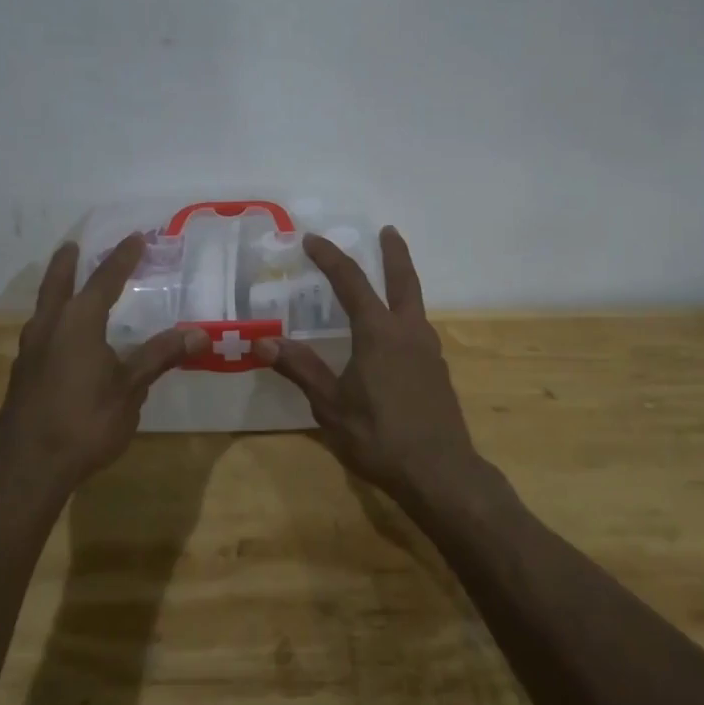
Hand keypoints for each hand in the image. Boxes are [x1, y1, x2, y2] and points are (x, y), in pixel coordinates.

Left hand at [0, 235, 208, 492]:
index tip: (136, 238)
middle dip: (67, 264)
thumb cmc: (85, 421)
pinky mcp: (22, 374)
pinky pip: (40, 332)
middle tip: (73, 246)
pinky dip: (53, 319)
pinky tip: (62, 338)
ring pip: (44, 308)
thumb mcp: (130, 389)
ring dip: (56, 291)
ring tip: (67, 288)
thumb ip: (160, 357)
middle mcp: (49, 327)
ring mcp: (30, 350)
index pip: (104, 280)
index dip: (122, 259)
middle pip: (58, 284)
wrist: (28, 466)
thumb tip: (200, 333)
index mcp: (78, 322)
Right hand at [256, 226, 482, 500]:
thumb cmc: (379, 437)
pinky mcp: (437, 371)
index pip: (351, 282)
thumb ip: (300, 369)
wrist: (441, 473)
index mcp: (379, 332)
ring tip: (387, 280)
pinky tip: (394, 335)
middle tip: (388, 230)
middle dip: (394, 252)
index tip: (312, 239)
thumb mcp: (330, 406)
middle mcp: (408, 331)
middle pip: (403, 280)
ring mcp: (429, 351)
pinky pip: (418, 328)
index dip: (330, 258)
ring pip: (415, 303)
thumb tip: (262, 342)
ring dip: (402, 282)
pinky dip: (404, 314)